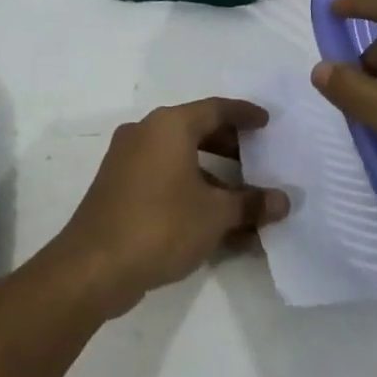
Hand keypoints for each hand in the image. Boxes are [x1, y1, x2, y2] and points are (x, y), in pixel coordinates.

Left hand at [54, 98, 289, 316]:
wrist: (93, 267)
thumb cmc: (161, 225)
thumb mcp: (215, 215)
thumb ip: (251, 203)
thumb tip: (282, 201)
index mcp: (169, 125)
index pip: (216, 109)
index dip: (245, 114)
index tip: (267, 122)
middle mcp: (145, 133)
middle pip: (197, 131)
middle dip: (231, 147)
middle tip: (259, 160)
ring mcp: (127, 161)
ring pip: (180, 158)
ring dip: (213, 177)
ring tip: (244, 200)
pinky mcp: (118, 188)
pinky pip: (164, 179)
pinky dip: (190, 191)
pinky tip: (214, 222)